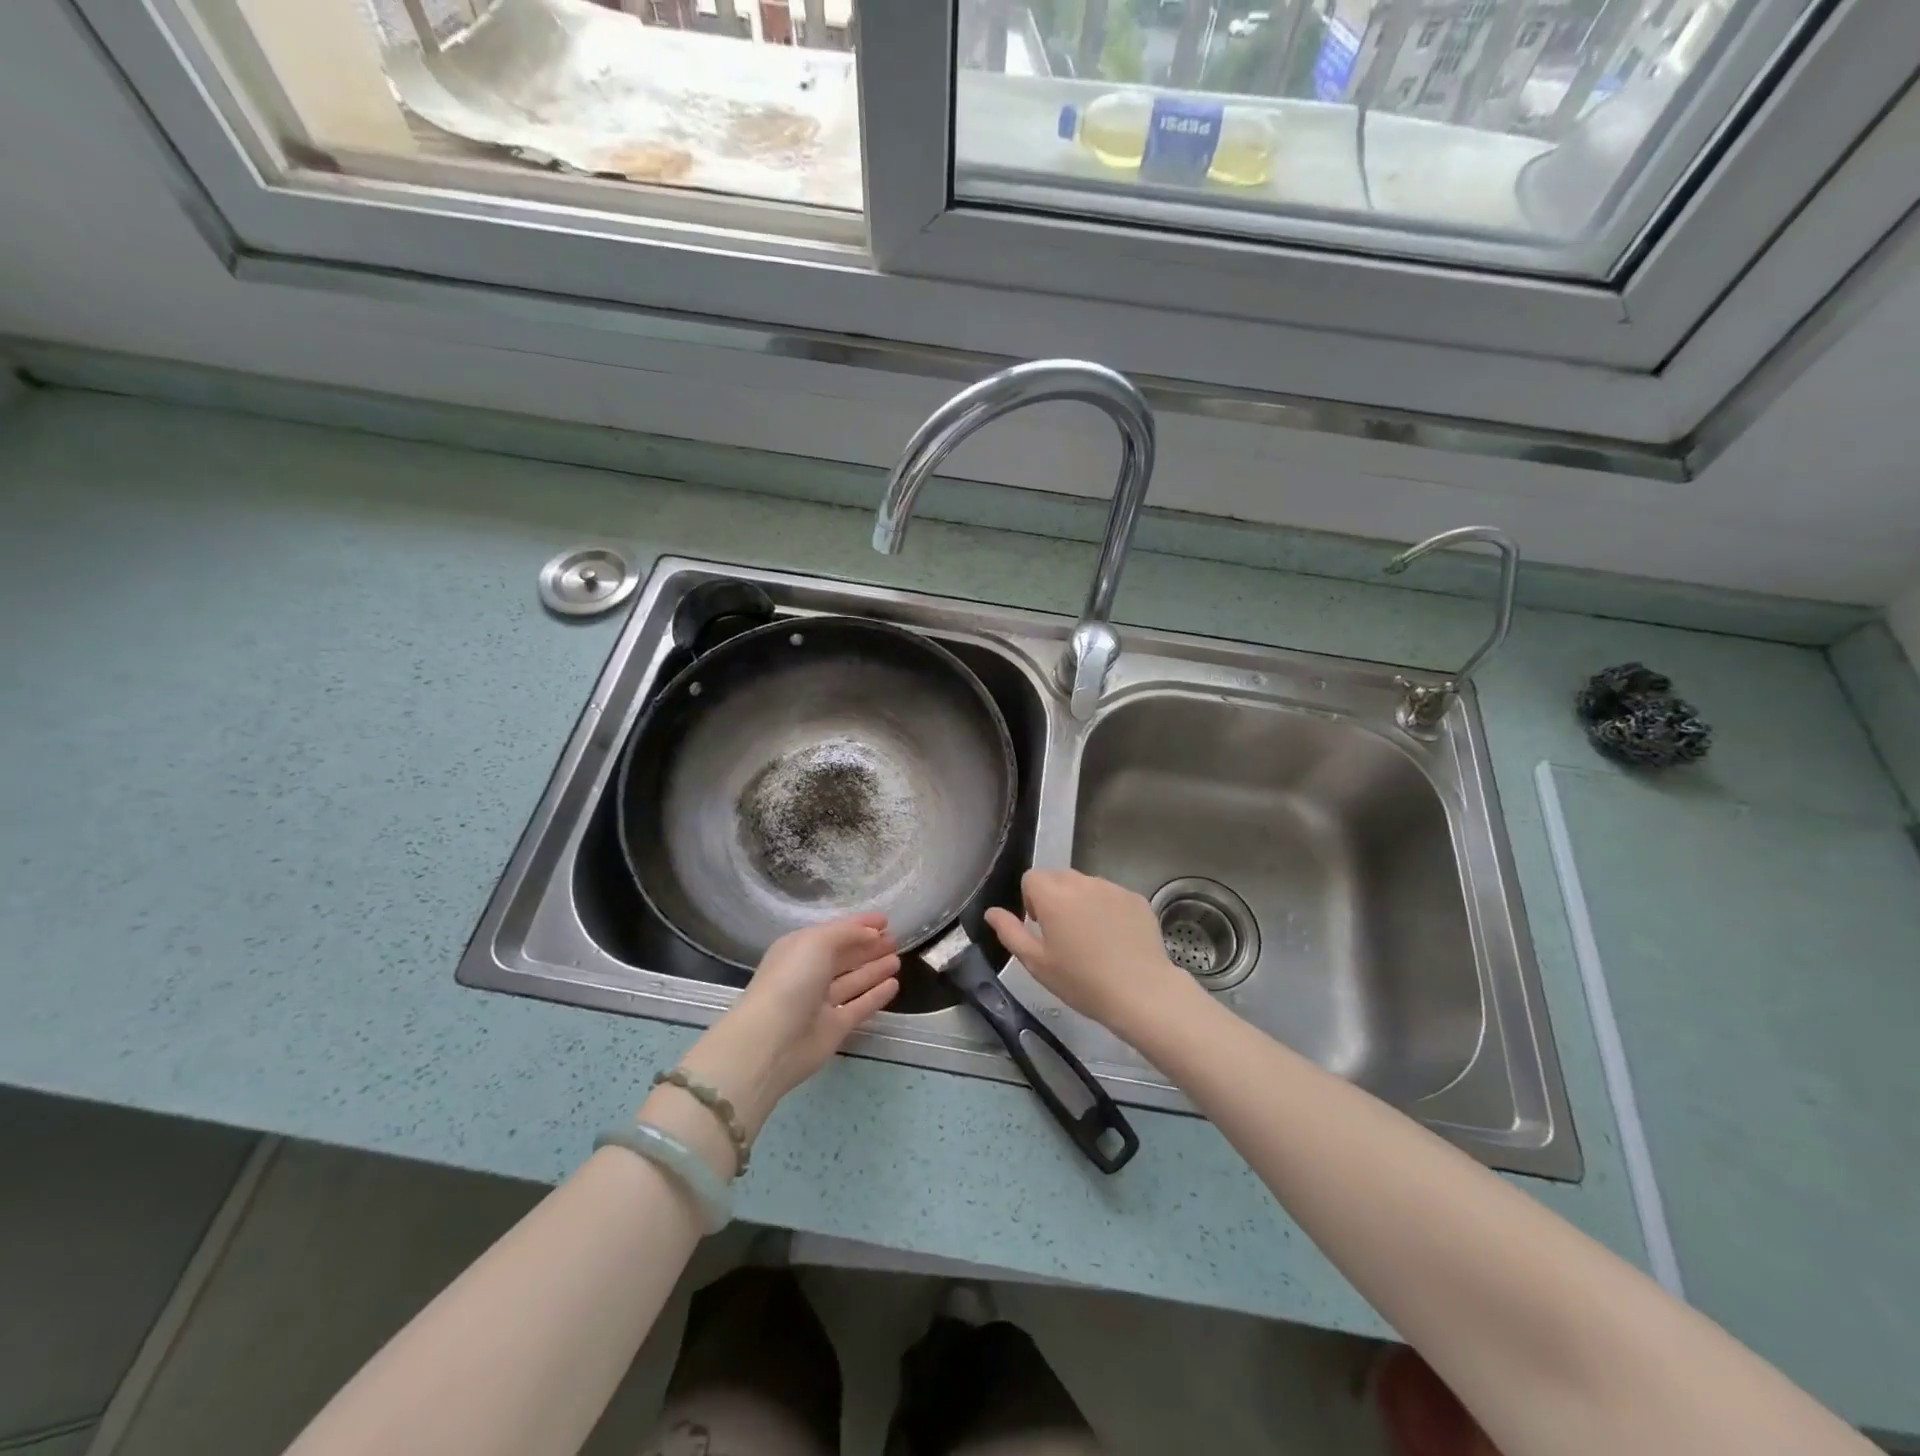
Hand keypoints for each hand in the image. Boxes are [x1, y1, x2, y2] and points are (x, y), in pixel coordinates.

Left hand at [673, 915, 899, 1143]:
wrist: (772, 1041)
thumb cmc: (792, 979)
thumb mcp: (817, 942)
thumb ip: (847, 933)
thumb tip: (871, 933)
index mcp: (800, 949)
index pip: (835, 931)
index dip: (859, 924)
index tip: (886, 920)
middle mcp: (810, 973)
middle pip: (844, 956)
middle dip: (868, 946)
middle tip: (895, 939)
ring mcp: (821, 1002)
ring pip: (853, 980)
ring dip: (874, 968)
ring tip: (898, 958)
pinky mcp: (834, 1027)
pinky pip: (860, 1006)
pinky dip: (876, 995)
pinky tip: (894, 984)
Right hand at [985, 870, 1200, 1038]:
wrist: (1141, 992)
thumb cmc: (1081, 981)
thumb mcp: (1036, 962)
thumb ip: (1010, 931)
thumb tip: (992, 912)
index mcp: (1053, 895)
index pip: (1031, 878)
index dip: (1031, 901)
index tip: (1041, 928)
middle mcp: (1082, 882)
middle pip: (1059, 878)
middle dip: (1055, 899)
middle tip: (1063, 936)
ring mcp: (1112, 888)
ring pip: (1086, 886)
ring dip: (1081, 903)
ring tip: (1091, 940)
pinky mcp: (1136, 898)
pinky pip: (1112, 896)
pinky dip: (1108, 910)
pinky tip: (1115, 941)